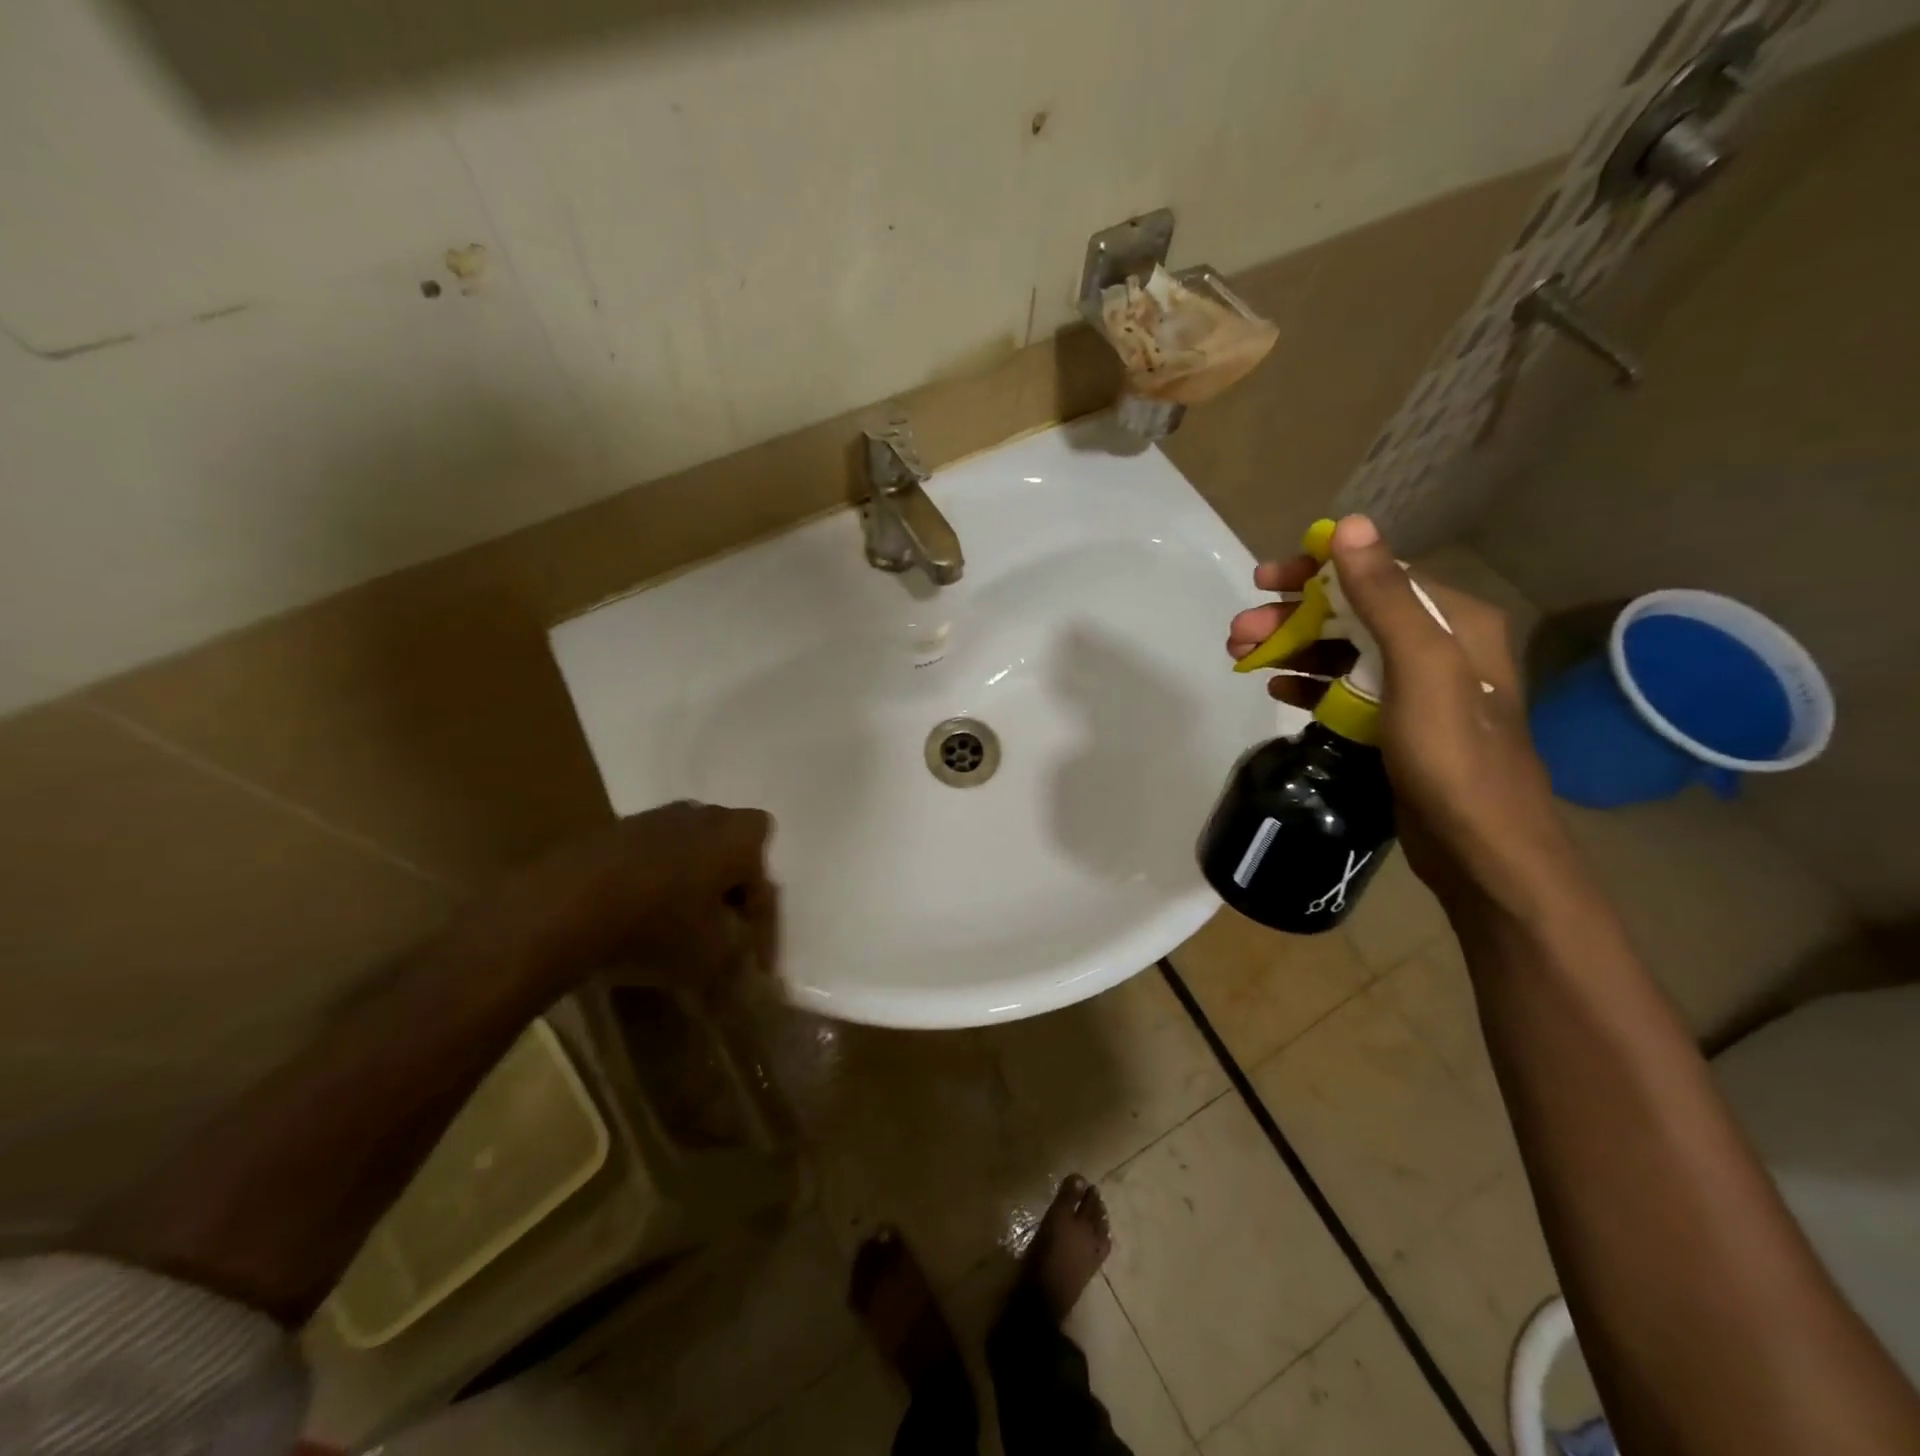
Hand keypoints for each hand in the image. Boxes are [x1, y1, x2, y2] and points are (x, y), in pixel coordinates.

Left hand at [469, 802, 775, 994]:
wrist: (561, 907)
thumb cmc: (657, 928)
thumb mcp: (714, 959)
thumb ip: (742, 958)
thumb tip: (749, 967)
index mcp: (742, 837)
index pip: (766, 884)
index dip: (761, 927)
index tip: (749, 962)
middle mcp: (706, 815)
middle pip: (731, 857)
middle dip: (728, 893)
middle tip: (718, 933)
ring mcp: (656, 816)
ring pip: (690, 854)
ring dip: (690, 886)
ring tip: (676, 928)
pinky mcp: (613, 830)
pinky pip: (651, 858)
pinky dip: (653, 884)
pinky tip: (636, 918)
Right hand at [1228, 515, 1576, 914]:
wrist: (1481, 848)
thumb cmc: (1453, 754)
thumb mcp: (1421, 668)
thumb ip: (1385, 596)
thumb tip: (1350, 526)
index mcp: (1453, 621)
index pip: (1377, 574)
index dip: (1317, 570)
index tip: (1264, 579)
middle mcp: (1437, 646)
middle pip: (1351, 613)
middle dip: (1291, 617)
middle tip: (1237, 632)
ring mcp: (1415, 688)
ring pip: (1342, 652)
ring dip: (1291, 648)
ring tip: (1241, 657)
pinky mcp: (1395, 724)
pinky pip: (1344, 689)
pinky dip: (1309, 683)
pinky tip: (1276, 687)